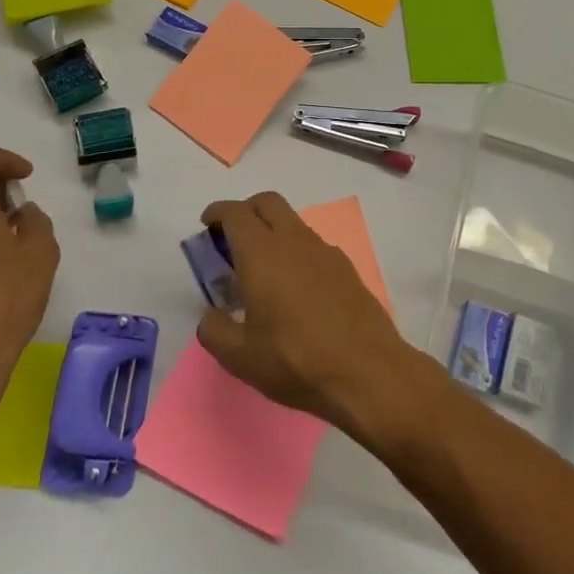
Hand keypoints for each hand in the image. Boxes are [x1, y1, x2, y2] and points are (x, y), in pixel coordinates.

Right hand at [196, 192, 413, 433]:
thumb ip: (215, 330)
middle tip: (232, 237)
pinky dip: (296, 251)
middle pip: (268, 203)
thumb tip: (211, 316)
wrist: (366, 371)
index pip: (236, 213)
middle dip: (247, 209)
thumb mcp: (240, 357)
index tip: (208, 223)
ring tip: (263, 269)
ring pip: (293, 223)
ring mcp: (325, 252)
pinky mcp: (347, 268)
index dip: (218, 212)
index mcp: (262, 253)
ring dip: (273, 231)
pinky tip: (295, 287)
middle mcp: (294, 241)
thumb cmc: (295, 360)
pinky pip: (314, 246)